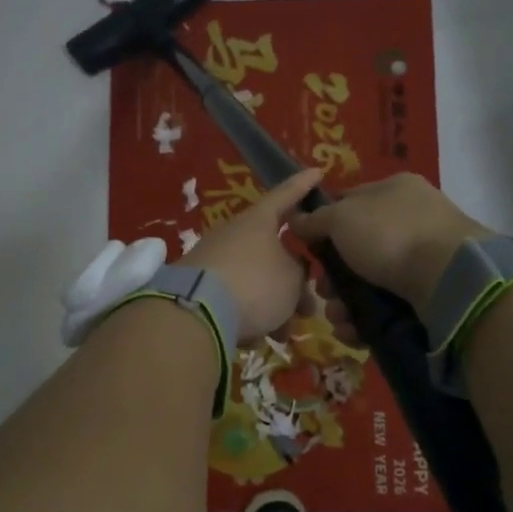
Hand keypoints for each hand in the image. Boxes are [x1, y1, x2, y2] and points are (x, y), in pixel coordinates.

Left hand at [181, 167, 325, 342]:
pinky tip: (251, 339)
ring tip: (282, 334)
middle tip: (308, 308)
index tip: (317, 172)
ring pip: (255, 280)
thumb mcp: (292, 280)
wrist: (195, 312)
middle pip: (272, 252)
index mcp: (258, 221)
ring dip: (273, 307)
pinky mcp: (197, 286)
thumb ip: (299, 272)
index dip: (303, 186)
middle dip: (293, 283)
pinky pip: (233, 298)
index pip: (286, 195)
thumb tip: (291, 272)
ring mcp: (212, 259)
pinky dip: (246, 316)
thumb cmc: (255, 285)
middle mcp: (233, 234)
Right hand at [290, 173, 494, 308]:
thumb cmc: (390, 234)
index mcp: (395, 190)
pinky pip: (388, 305)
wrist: (449, 277)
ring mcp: (424, 258)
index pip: (349, 202)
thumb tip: (295, 219)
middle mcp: (411, 219)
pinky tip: (354, 331)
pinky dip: (367, 319)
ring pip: (370, 282)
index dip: (323, 224)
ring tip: (338, 319)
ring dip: (345, 303)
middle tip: (322, 292)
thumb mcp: (342, 218)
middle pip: (357, 249)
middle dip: (333, 276)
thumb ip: (315, 219)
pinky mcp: (430, 294)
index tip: (306, 249)